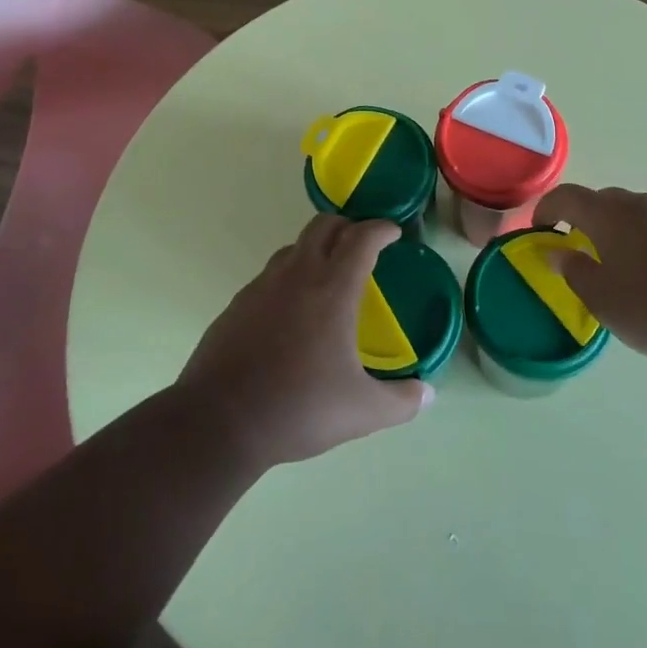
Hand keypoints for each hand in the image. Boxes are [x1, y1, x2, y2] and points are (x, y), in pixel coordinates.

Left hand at [179, 215, 432, 466]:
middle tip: (362, 244)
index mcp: (332, 289)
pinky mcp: (236, 305)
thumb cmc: (299, 408)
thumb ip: (401, 402)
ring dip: (315, 250)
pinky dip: (288, 278)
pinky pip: (269, 276)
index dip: (381, 229)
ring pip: (293, 248)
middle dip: (347, 226)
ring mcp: (261, 287)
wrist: (218, 422)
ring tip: (328, 276)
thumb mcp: (362, 411)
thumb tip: (428, 395)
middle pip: (323, 225)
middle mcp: (296, 276)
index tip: (393, 232)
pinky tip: (290, 312)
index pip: (361, 238)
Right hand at [534, 184, 646, 362]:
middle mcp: (638, 204)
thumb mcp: (602, 298)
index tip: (538, 230)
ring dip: (616, 232)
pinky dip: (645, 243)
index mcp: (607, 214)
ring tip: (617, 267)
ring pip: (633, 215)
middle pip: (601, 201)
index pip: (566, 197)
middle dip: (582, 220)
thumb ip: (574, 271)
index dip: (546, 210)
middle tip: (575, 249)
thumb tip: (556, 252)